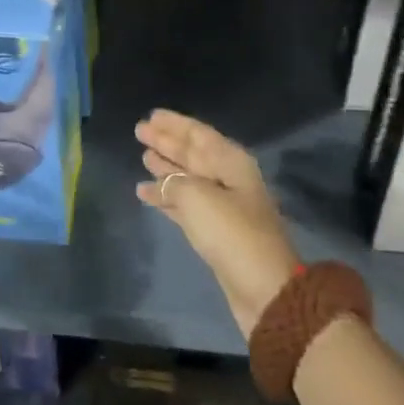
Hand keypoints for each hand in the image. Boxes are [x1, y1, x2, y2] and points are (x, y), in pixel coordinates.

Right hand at [136, 110, 298, 339]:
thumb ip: (174, 183)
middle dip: (167, 142)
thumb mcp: (198, 197)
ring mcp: (222, 206)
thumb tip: (160, 181)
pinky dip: (165, 197)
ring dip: (165, 168)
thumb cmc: (232, 233)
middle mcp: (227, 179)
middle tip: (140, 131)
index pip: (198, 134)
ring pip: (187, 179)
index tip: (151, 115)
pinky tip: (144, 193)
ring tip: (143, 157)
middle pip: (192, 154)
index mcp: (231, 163)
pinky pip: (184, 204)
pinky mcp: (214, 232)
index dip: (174, 124)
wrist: (263, 288)